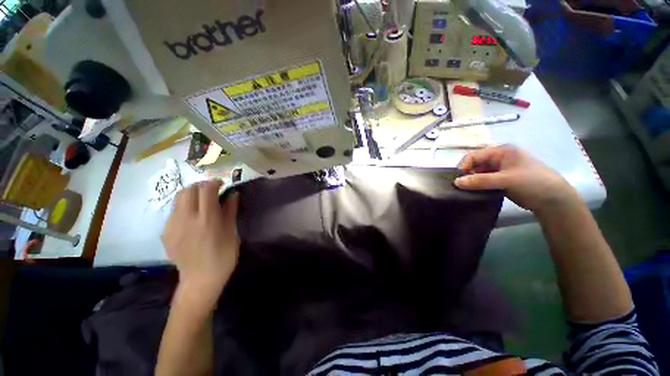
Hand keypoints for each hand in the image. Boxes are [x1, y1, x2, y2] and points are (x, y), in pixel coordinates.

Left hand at [161, 180, 239, 304]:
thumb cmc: (223, 256)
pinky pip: (174, 211)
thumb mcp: (232, 232)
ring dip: (191, 195)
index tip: (221, 185)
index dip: (214, 182)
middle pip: (188, 189)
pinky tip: (192, 218)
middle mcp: (186, 219)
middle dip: (201, 186)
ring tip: (201, 203)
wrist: (200, 279)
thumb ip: (230, 210)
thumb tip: (233, 193)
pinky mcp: (165, 232)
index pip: (206, 189)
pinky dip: (184, 207)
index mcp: (207, 219)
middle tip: (211, 192)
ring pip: (178, 198)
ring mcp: (172, 226)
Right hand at [455, 145, 580, 213]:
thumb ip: (480, 180)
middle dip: (467, 174)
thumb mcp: (506, 180)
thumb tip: (456, 182)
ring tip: (467, 191)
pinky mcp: (501, 180)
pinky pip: (484, 181)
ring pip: (479, 173)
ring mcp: (500, 170)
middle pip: (475, 164)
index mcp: (501, 151)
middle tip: (462, 187)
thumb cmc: (532, 183)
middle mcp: (499, 158)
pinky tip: (475, 193)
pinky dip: (478, 186)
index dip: (464, 166)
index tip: (458, 180)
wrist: (553, 200)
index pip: (474, 155)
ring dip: (472, 181)